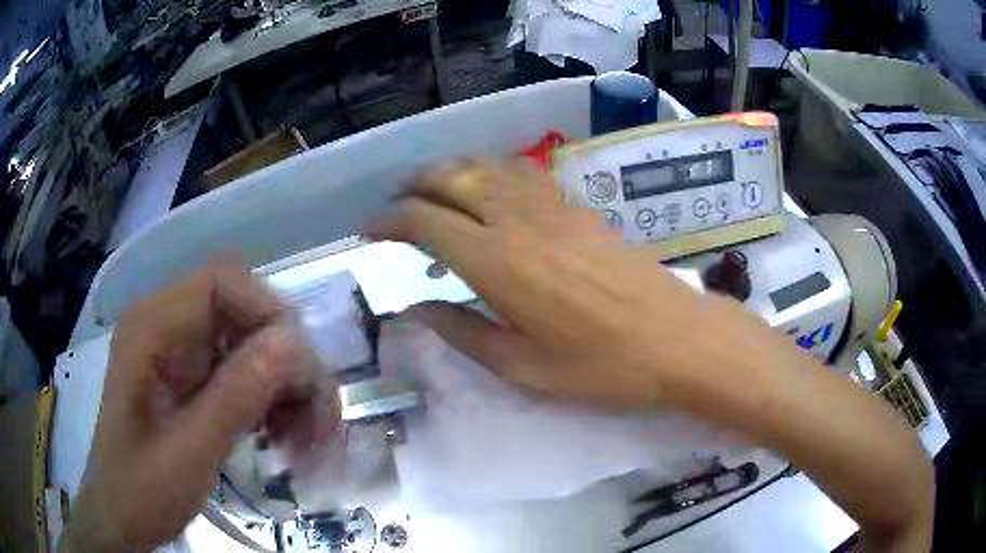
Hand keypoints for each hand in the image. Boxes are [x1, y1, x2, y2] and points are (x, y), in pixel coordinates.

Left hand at [64, 265, 314, 551]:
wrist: (122, 516)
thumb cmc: (140, 491)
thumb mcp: (187, 456)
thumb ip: (233, 400)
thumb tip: (293, 345)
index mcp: (150, 329)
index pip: (221, 284)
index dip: (269, 313)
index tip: (302, 373)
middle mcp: (168, 327)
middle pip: (244, 314)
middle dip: (287, 364)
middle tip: (319, 423)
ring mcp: (182, 353)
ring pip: (253, 345)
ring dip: (287, 388)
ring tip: (306, 441)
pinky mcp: (194, 379)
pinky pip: (246, 372)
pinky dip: (273, 402)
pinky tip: (281, 437)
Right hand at [370, 160, 727, 409]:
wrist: (676, 339)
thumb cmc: (601, 367)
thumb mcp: (522, 368)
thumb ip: (462, 332)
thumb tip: (416, 309)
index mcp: (496, 262)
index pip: (424, 222)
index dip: (388, 220)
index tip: (369, 230)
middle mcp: (517, 220)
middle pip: (450, 179)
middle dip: (414, 186)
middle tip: (396, 205)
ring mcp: (551, 207)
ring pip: (486, 166)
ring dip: (450, 171)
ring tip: (433, 188)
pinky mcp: (577, 207)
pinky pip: (522, 172)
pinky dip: (492, 170)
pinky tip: (490, 186)